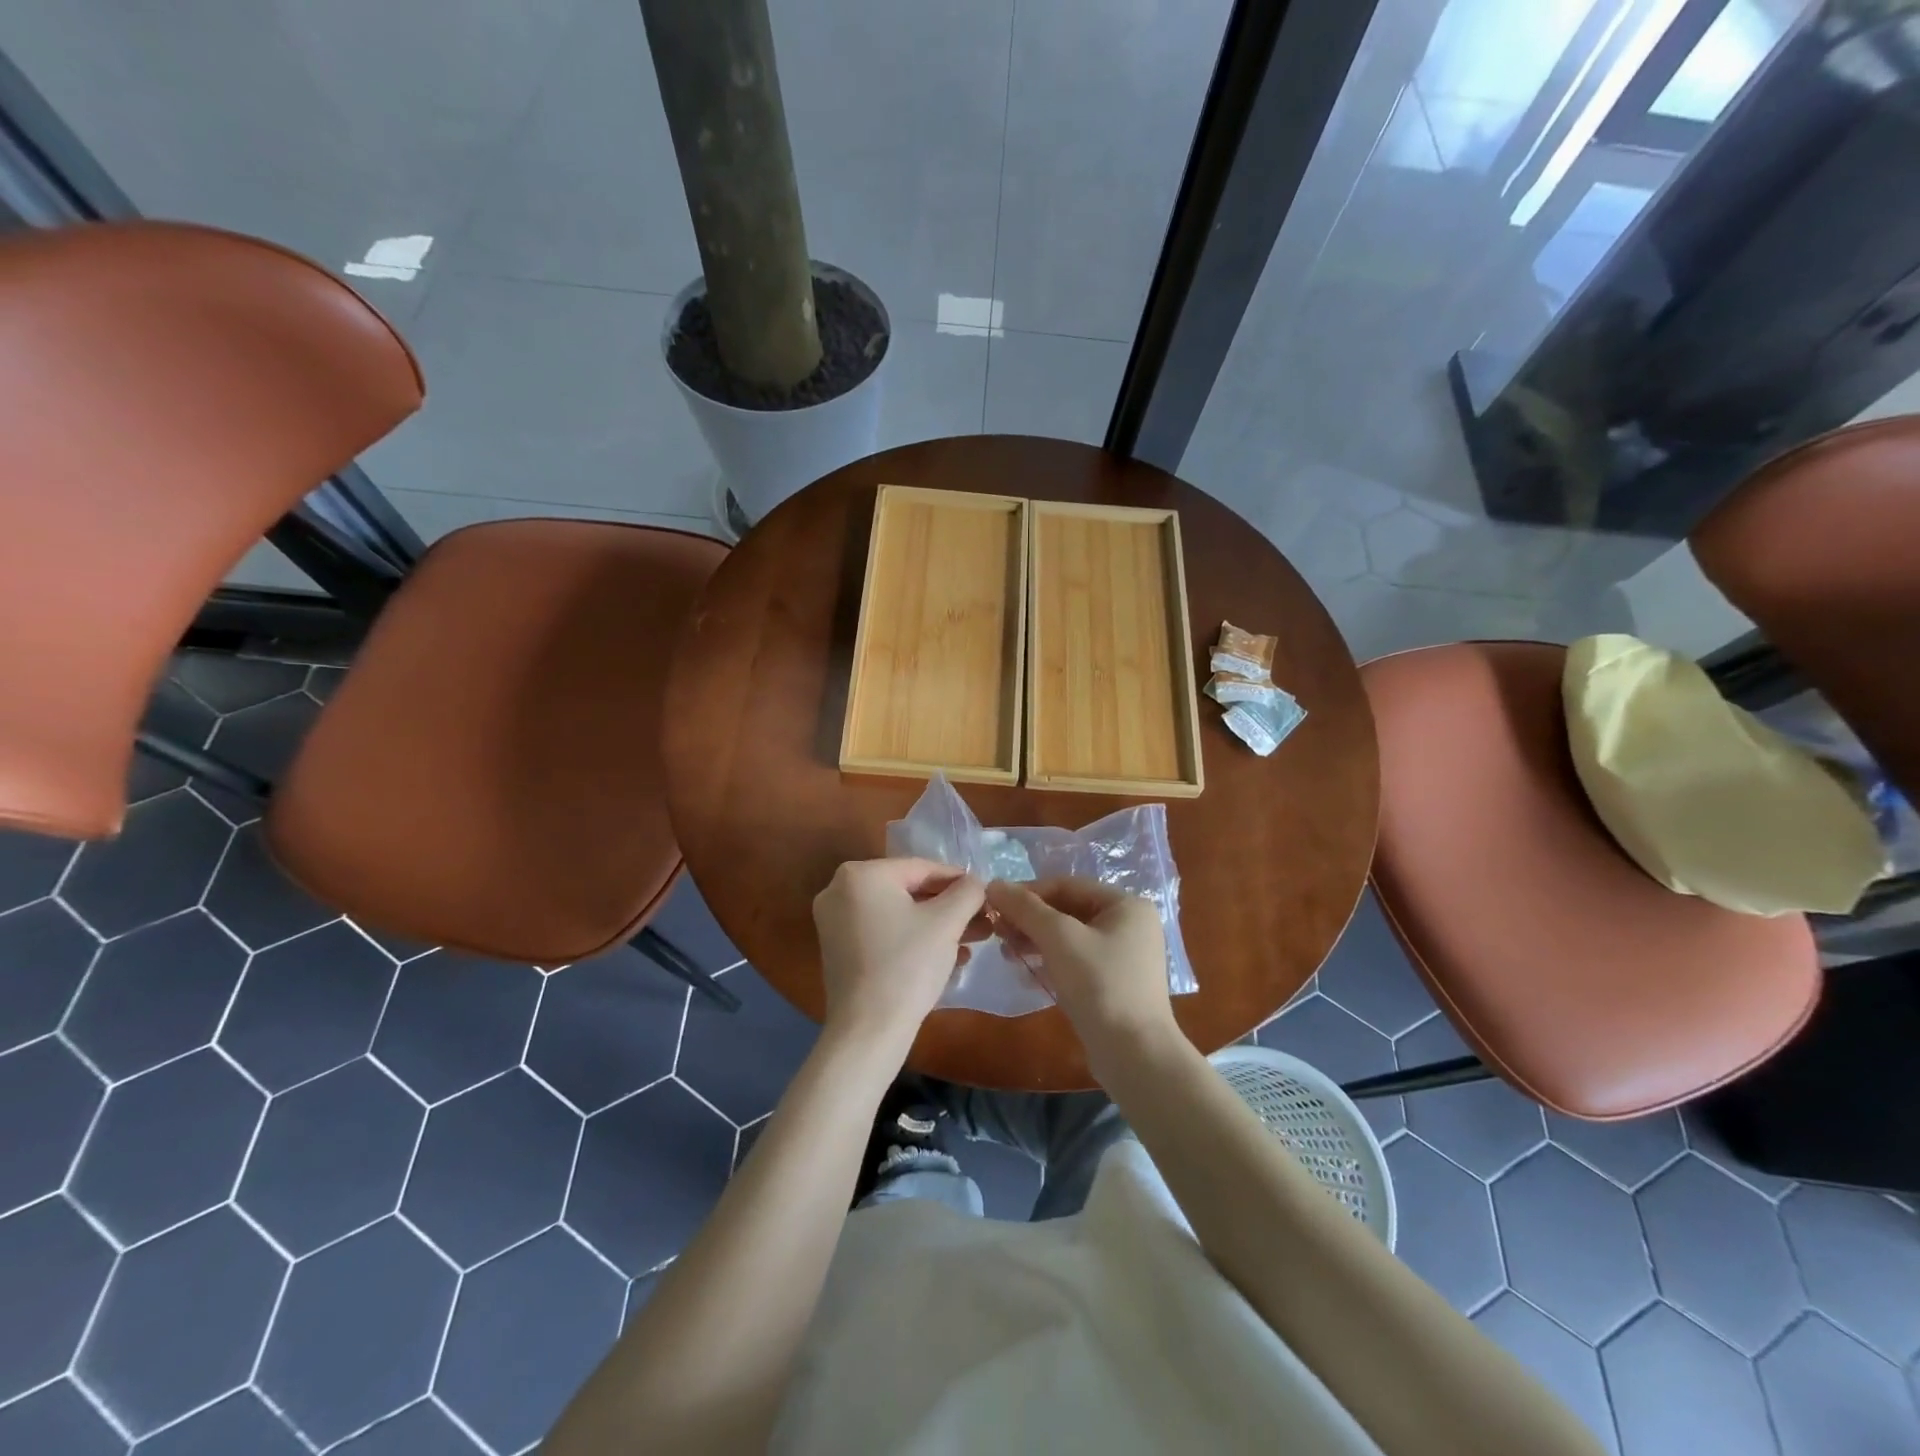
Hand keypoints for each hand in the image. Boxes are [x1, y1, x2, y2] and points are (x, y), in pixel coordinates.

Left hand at [813, 858, 986, 1052]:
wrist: (868, 1030)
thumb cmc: (908, 965)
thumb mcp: (946, 922)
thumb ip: (967, 892)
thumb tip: (974, 883)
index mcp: (861, 874)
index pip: (922, 868)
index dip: (959, 881)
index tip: (986, 895)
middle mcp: (840, 890)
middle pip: (909, 891)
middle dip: (949, 908)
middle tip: (982, 922)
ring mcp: (835, 921)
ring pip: (898, 914)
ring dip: (936, 926)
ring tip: (972, 942)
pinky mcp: (839, 949)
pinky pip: (884, 932)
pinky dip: (912, 939)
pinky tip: (947, 957)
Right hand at [985, 878, 1176, 1063]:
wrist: (1135, 1055)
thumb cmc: (1100, 985)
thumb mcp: (1059, 938)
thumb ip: (1025, 908)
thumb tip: (993, 884)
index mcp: (1125, 904)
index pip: (1067, 885)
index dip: (1028, 892)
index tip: (994, 904)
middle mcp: (1129, 925)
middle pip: (1068, 910)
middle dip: (1030, 920)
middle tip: (997, 931)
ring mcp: (1123, 956)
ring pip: (1069, 938)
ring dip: (1035, 942)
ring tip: (1006, 954)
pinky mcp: (1114, 984)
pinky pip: (1075, 962)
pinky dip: (1050, 962)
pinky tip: (1025, 973)